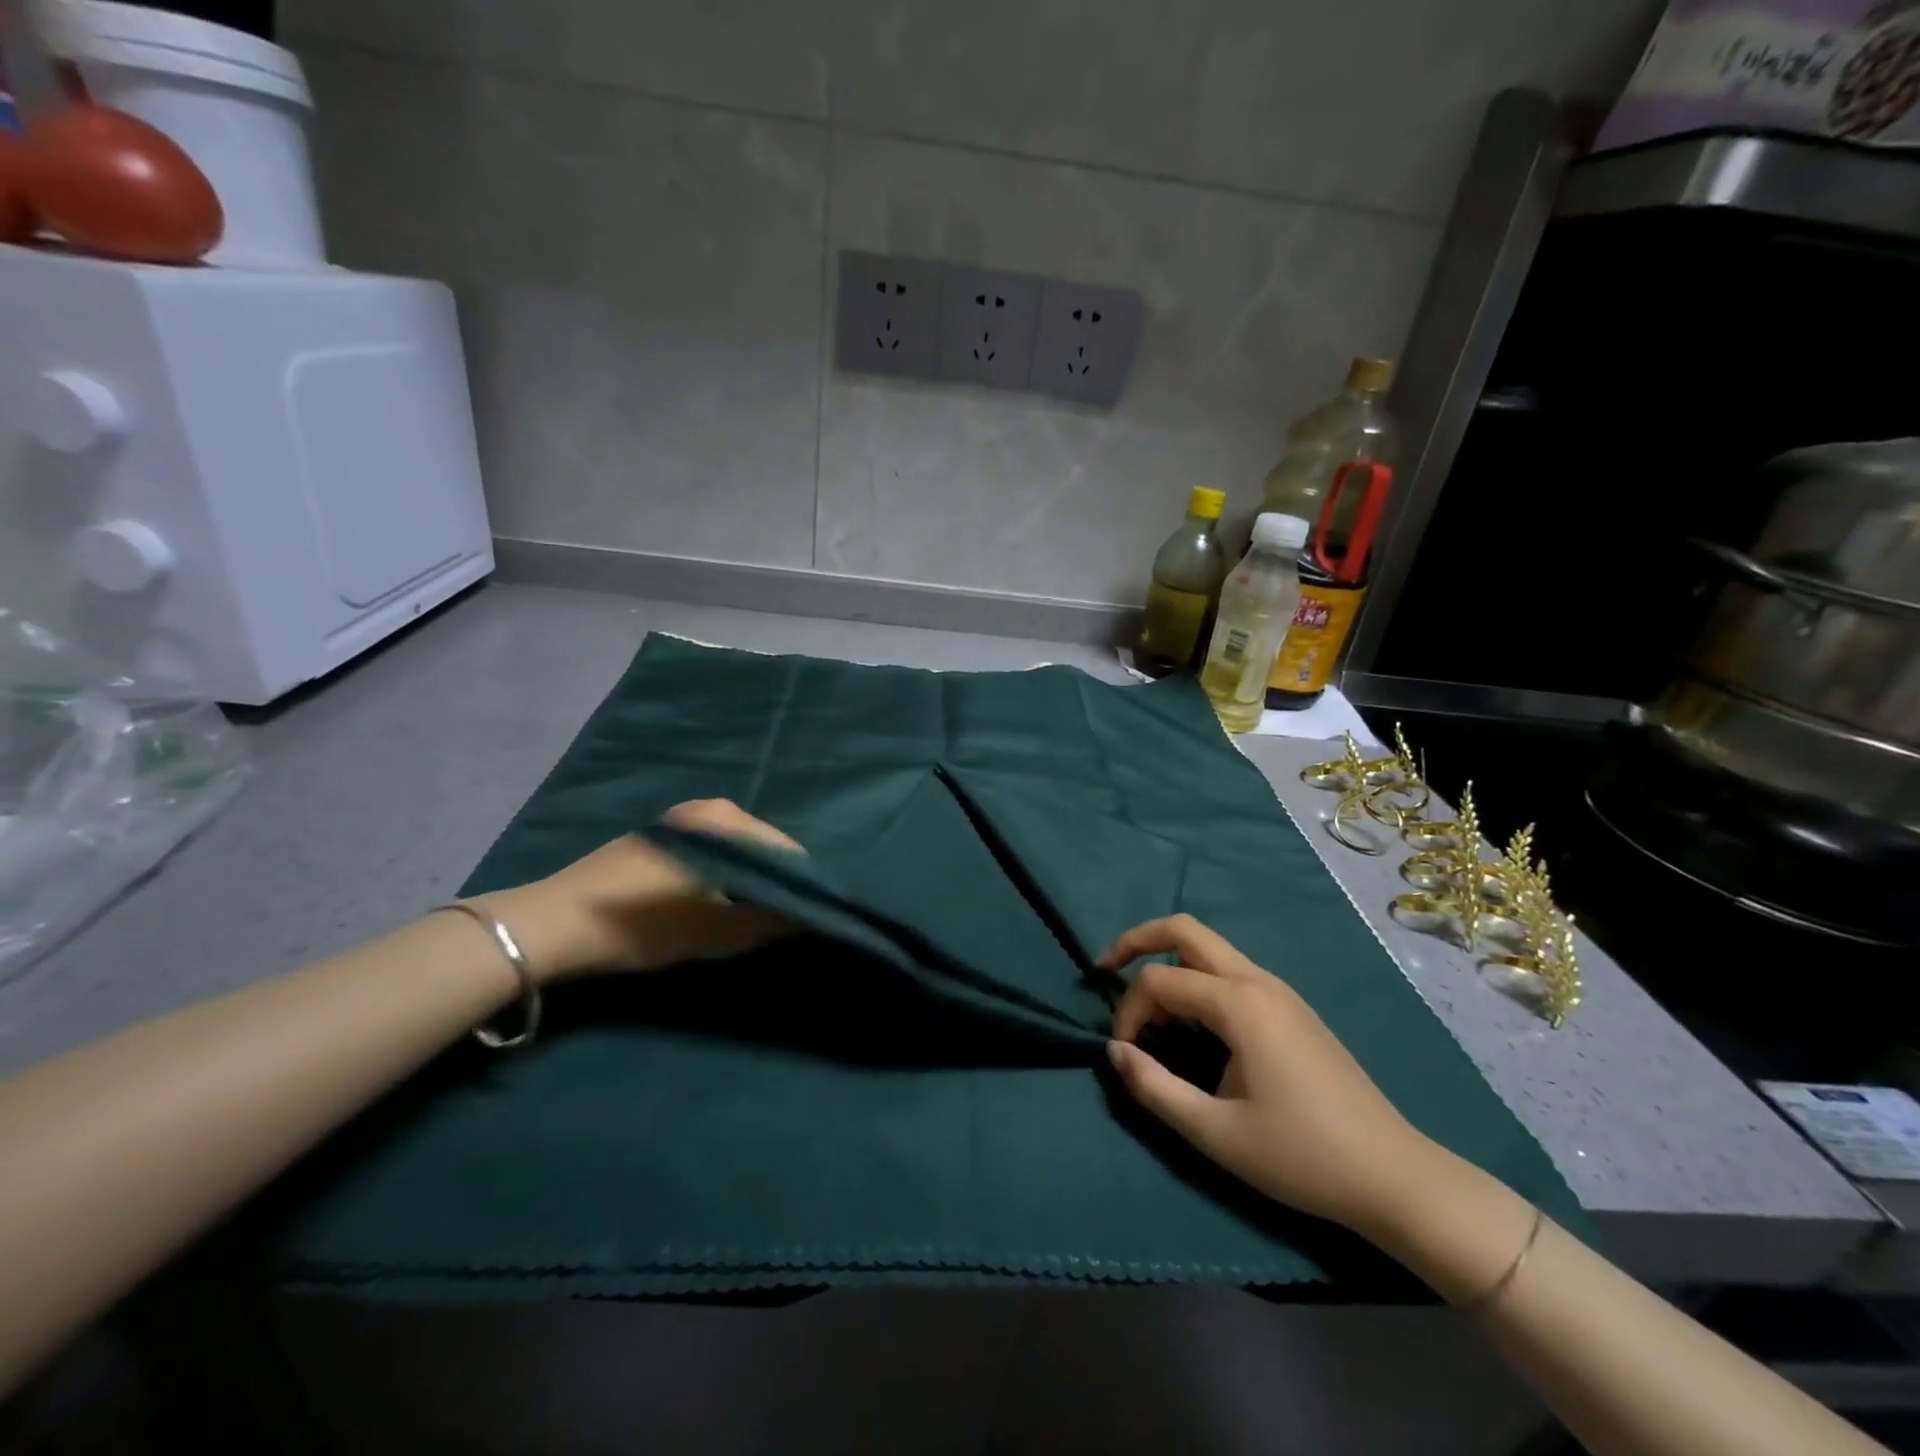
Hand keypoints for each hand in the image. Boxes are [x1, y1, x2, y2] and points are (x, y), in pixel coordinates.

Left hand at [478, 800, 800, 981]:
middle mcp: (712, 808)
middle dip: (774, 881)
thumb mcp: (716, 932)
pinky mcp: (663, 833)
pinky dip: (723, 872)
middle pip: (764, 846)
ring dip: (747, 879)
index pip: (788, 852)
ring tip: (746, 914)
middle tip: (776, 921)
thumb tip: (811, 916)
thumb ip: (770, 922)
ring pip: (737, 849)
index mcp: (729, 821)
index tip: (807, 917)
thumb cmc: (645, 925)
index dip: (802, 886)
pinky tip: (712, 899)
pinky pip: (712, 849)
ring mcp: (684, 817)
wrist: (556, 923)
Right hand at [1102, 914, 1439, 1238]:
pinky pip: (1230, 971)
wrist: (1394, 1177)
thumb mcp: (1216, 1134)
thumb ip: (1155, 1089)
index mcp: (1240, 1003)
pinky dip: (1196, 980)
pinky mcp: (1291, 1008)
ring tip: (1146, 1008)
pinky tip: (1190, 1021)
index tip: (1124, 1056)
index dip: (1127, 1012)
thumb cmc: (1302, 1156)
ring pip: (1209, 949)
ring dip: (1168, 963)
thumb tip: (1115, 1053)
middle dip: (1138, 940)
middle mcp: (1258, 980)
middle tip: (1105, 968)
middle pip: (1185, 930)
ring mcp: (1279, 991)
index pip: (1159, 982)